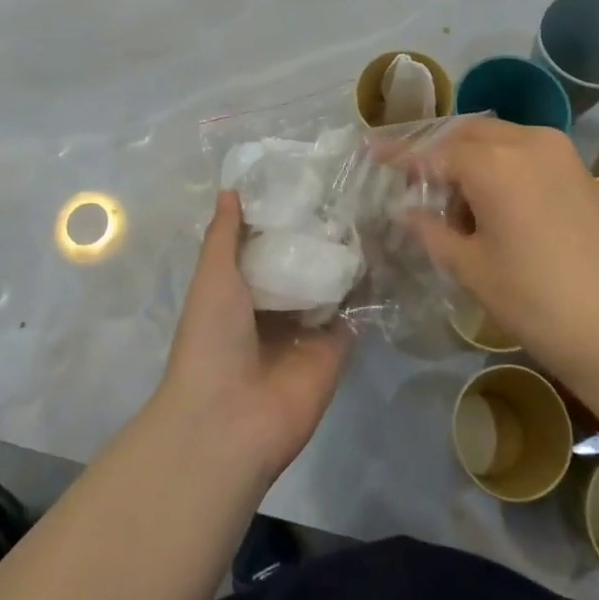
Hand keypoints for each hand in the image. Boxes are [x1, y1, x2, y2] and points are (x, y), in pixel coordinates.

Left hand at [159, 191, 351, 482]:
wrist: (229, 419)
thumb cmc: (210, 339)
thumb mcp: (212, 276)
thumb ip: (225, 235)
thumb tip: (230, 190)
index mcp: (240, 290)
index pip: (268, 246)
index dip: (285, 218)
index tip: (311, 180)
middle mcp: (275, 306)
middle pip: (303, 263)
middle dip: (322, 234)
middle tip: (354, 188)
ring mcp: (308, 329)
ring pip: (332, 284)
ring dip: (348, 256)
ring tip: (376, 210)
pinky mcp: (336, 349)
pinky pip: (356, 313)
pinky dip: (369, 288)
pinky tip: (388, 251)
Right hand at [407, 119, 598, 391]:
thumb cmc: (538, 303)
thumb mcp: (472, 270)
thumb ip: (431, 230)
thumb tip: (406, 210)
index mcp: (493, 162)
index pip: (433, 151)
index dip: (401, 155)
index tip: (374, 152)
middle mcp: (528, 141)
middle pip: (468, 134)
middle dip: (439, 153)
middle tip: (417, 185)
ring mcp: (563, 153)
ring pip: (501, 140)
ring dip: (473, 160)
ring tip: (460, 207)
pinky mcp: (584, 172)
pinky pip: (529, 154)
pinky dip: (504, 167)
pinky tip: (500, 207)